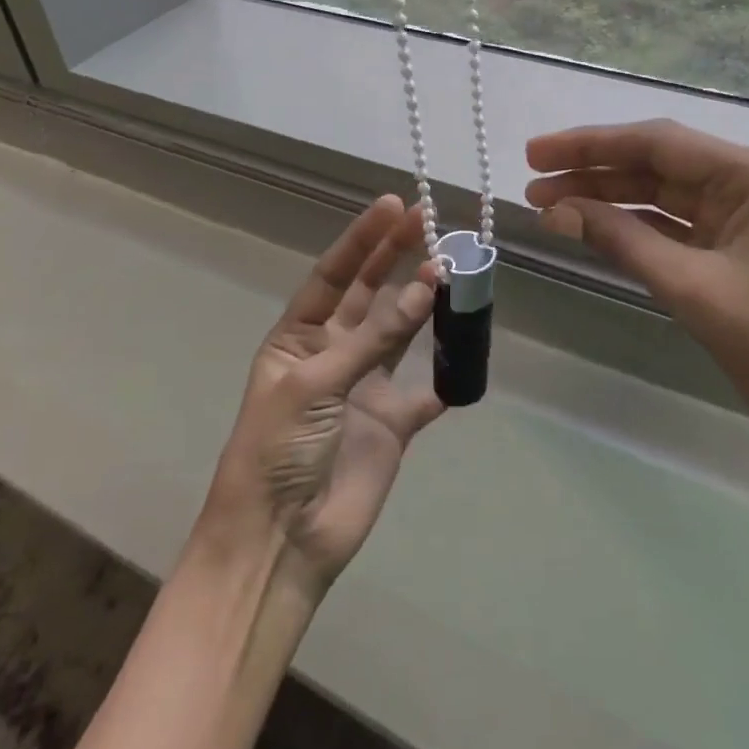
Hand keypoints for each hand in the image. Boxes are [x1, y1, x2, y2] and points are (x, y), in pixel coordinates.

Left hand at [196, 196, 443, 593]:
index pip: (333, 274)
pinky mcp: (394, 422)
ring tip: (454, 268)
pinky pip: (427, 387)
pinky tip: (469, 343)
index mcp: (298, 338)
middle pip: (369, 293)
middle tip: (430, 221)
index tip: (394, 205)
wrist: (281, 543)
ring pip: (401, 331)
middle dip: (396, 257)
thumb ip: (374, 337)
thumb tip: (428, 285)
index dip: (363, 239)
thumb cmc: (278, 450)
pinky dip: (448, 369)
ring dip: (424, 302)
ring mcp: (365, 386)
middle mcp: (332, 353)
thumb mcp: (316, 383)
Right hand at [526, 120, 748, 476]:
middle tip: (531, 181)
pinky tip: (591, 227)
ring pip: (664, 195)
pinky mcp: (741, 248)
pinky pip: (677, 226)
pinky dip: (634, 227)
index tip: (535, 152)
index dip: (590, 145)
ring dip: (608, 199)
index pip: (659, 143)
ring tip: (548, 204)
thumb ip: (620, 240)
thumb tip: (554, 209)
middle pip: (659, 164)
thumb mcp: (693, 289)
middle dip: (594, 171)